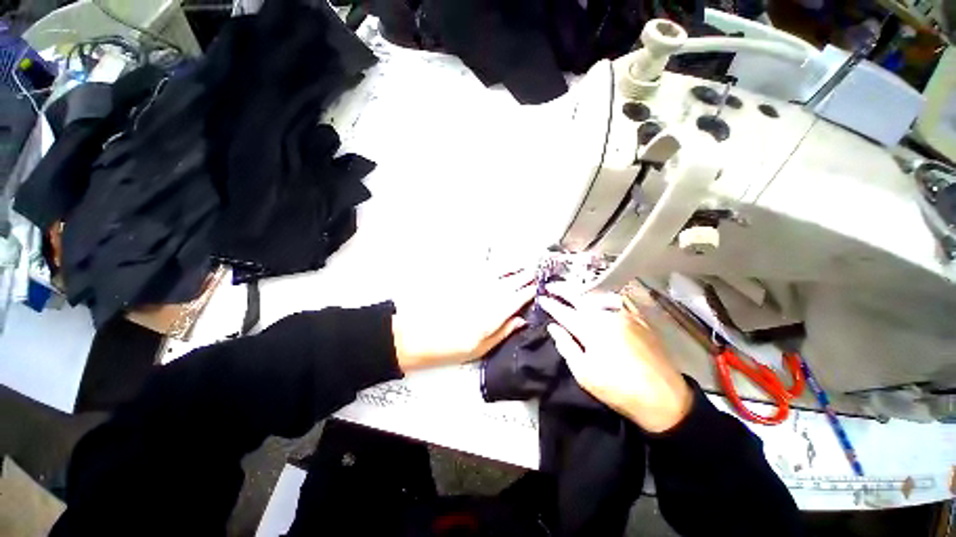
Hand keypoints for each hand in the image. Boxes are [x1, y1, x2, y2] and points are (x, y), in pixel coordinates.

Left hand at [392, 269, 534, 372]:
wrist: (415, 335)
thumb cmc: (448, 347)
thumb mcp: (479, 349)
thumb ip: (503, 332)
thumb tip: (521, 320)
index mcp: (492, 314)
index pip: (517, 298)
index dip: (530, 292)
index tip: (538, 288)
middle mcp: (486, 295)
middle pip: (510, 282)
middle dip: (524, 276)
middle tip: (535, 272)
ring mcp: (473, 285)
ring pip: (497, 272)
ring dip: (512, 267)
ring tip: (522, 263)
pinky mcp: (460, 280)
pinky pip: (480, 267)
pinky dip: (491, 261)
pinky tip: (495, 259)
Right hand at [540, 285, 692, 432]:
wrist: (664, 398)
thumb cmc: (618, 389)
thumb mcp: (584, 373)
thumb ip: (566, 346)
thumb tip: (554, 327)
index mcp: (591, 329)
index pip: (564, 312)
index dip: (551, 304)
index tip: (541, 298)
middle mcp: (606, 315)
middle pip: (580, 296)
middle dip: (563, 289)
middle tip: (551, 285)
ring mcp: (625, 314)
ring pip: (598, 295)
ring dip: (581, 290)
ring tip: (571, 289)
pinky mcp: (639, 318)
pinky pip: (617, 300)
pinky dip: (603, 295)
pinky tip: (599, 296)